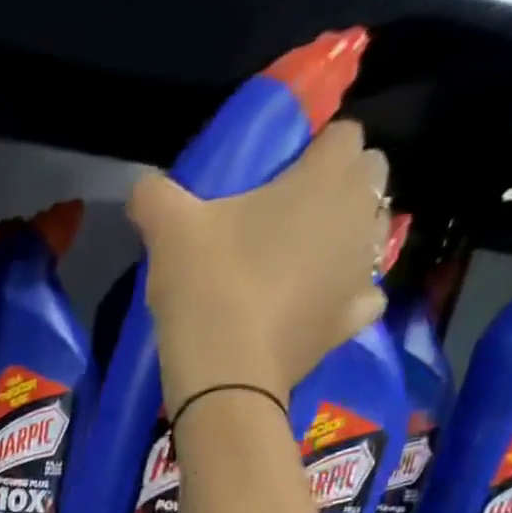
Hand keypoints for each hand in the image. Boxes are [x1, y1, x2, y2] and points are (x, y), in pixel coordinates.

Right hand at [129, 120, 389, 409]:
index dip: (311, 151)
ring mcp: (364, 270)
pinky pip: (363, 294)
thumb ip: (155, 196)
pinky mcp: (353, 320)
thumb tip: (142, 186)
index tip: (275, 178)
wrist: (226, 377)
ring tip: (297, 261)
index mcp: (327, 177)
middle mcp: (360, 215)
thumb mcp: (167, 232)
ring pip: (369, 234)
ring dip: (343, 237)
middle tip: (286, 216)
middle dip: (337, 187)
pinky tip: (314, 304)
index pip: (342, 134)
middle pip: (368, 177)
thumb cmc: (207, 287)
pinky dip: (344, 295)